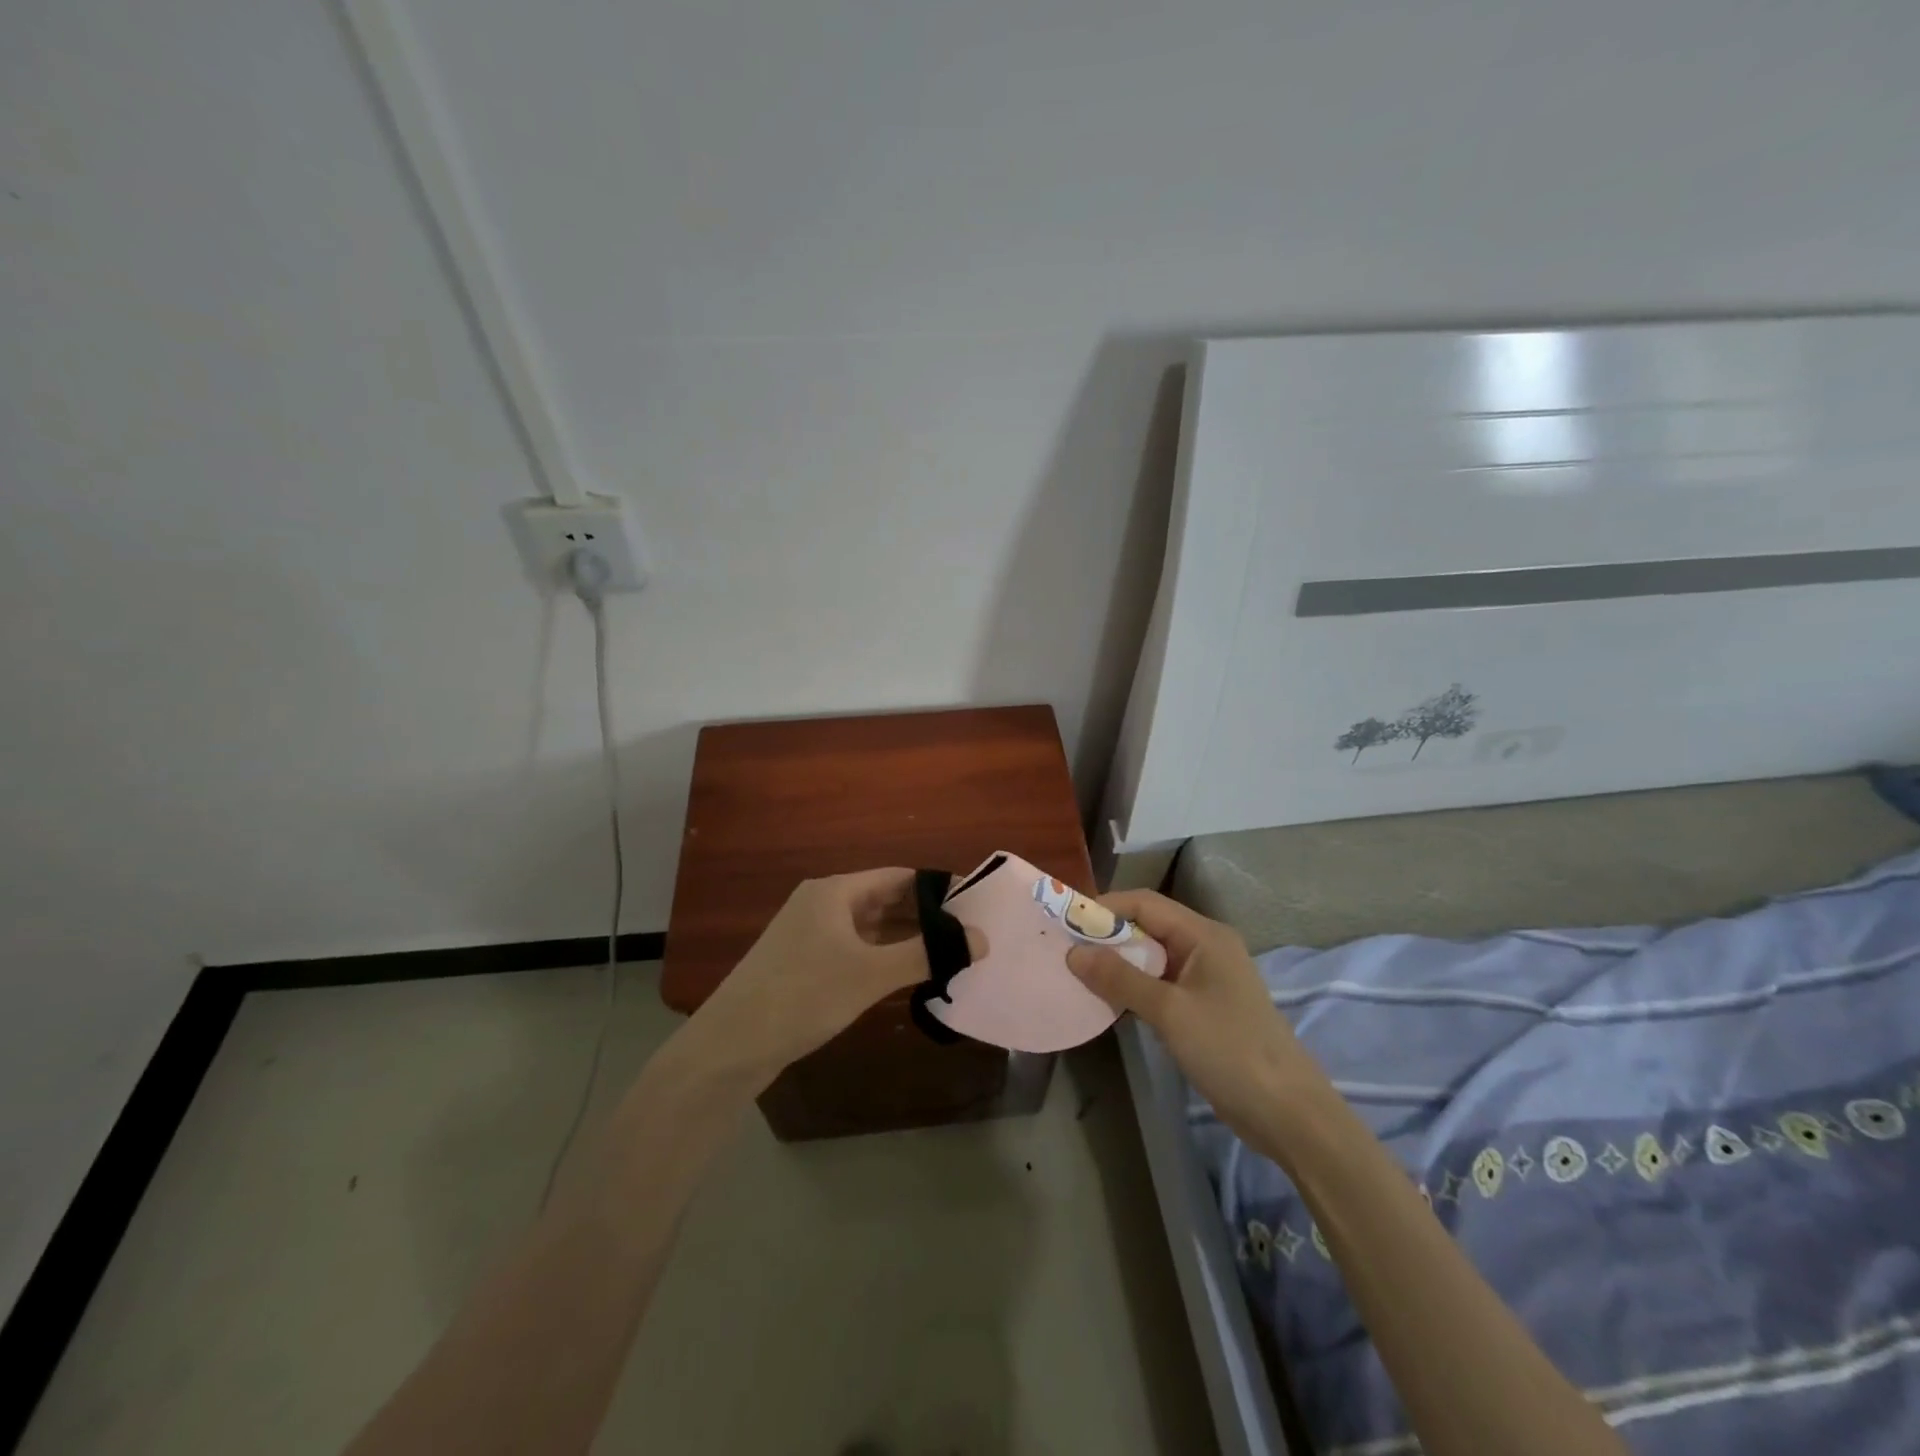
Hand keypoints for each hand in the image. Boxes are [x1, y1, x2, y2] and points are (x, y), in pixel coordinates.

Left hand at [689, 868, 985, 1082]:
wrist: (730, 1046)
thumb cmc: (803, 996)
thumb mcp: (870, 973)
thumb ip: (927, 954)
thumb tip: (980, 940)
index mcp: (835, 891)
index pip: (898, 877)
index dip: (937, 888)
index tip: (974, 906)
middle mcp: (822, 904)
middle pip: (885, 899)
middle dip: (925, 916)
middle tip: (969, 934)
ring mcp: (810, 934)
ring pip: (870, 927)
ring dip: (906, 939)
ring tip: (949, 955)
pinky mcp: (804, 963)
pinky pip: (855, 949)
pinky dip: (883, 957)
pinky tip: (907, 976)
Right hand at [1067, 890, 1317, 1135]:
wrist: (1287, 1113)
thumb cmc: (1229, 1050)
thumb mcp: (1169, 1012)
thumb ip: (1120, 979)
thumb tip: (1074, 953)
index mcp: (1204, 935)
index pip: (1145, 903)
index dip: (1105, 907)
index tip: (1067, 922)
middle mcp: (1205, 947)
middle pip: (1148, 927)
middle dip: (1107, 936)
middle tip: (1066, 950)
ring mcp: (1206, 978)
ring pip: (1151, 957)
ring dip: (1118, 963)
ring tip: (1079, 974)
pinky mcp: (1204, 1007)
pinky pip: (1160, 984)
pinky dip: (1134, 987)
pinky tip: (1109, 1001)